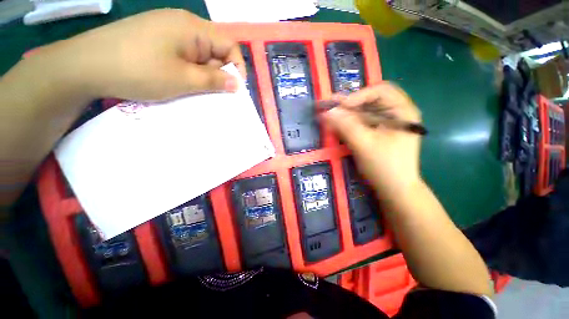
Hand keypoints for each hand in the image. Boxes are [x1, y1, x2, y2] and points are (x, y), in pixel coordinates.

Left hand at [37, 9, 245, 100]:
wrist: (85, 66)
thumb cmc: (139, 70)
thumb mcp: (183, 79)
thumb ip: (214, 80)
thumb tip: (237, 84)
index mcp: (192, 28)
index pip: (229, 44)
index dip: (237, 67)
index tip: (236, 89)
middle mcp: (183, 24)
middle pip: (215, 49)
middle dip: (219, 73)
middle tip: (213, 94)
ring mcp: (168, 31)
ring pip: (199, 55)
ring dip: (203, 74)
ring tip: (195, 91)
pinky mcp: (157, 40)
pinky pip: (184, 56)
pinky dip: (189, 71)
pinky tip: (181, 82)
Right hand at [321, 83, 421, 198]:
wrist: (395, 190)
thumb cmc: (384, 167)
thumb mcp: (363, 144)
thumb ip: (345, 126)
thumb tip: (327, 111)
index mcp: (403, 111)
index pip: (380, 91)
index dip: (358, 96)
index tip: (340, 107)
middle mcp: (397, 113)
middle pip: (371, 100)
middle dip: (349, 104)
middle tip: (330, 106)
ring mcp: (388, 124)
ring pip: (365, 112)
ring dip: (347, 113)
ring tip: (330, 113)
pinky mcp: (379, 133)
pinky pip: (363, 123)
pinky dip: (350, 122)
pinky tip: (338, 124)